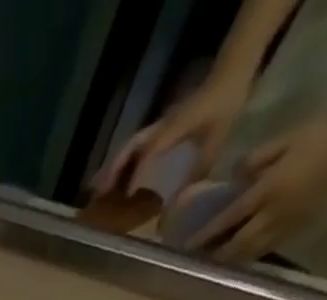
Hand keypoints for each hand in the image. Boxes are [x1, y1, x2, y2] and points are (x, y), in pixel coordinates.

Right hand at [95, 73, 249, 197]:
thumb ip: (200, 168)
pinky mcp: (158, 128)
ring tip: (97, 189)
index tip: (126, 196)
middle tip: (97, 194)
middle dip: (112, 170)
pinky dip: (122, 162)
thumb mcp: (218, 137)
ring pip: (127, 148)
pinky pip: (135, 146)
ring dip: (112, 168)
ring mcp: (157, 126)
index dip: (136, 173)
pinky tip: (116, 176)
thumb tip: (182, 199)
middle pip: (129, 149)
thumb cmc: (226, 103)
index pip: (149, 152)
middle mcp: (159, 127)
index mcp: (173, 128)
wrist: (230, 74)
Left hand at [192, 115, 326, 262]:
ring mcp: (288, 222)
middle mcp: (274, 212)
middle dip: (217, 253)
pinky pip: (270, 246)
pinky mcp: (300, 225)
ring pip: (253, 250)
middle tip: (198, 260)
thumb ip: (254, 159)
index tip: (188, 245)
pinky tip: (242, 255)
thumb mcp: (284, 139)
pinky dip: (252, 254)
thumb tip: (231, 178)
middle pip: (238, 243)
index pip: (229, 218)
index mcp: (268, 190)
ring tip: (215, 262)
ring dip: (232, 259)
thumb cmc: (319, 135)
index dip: (207, 234)